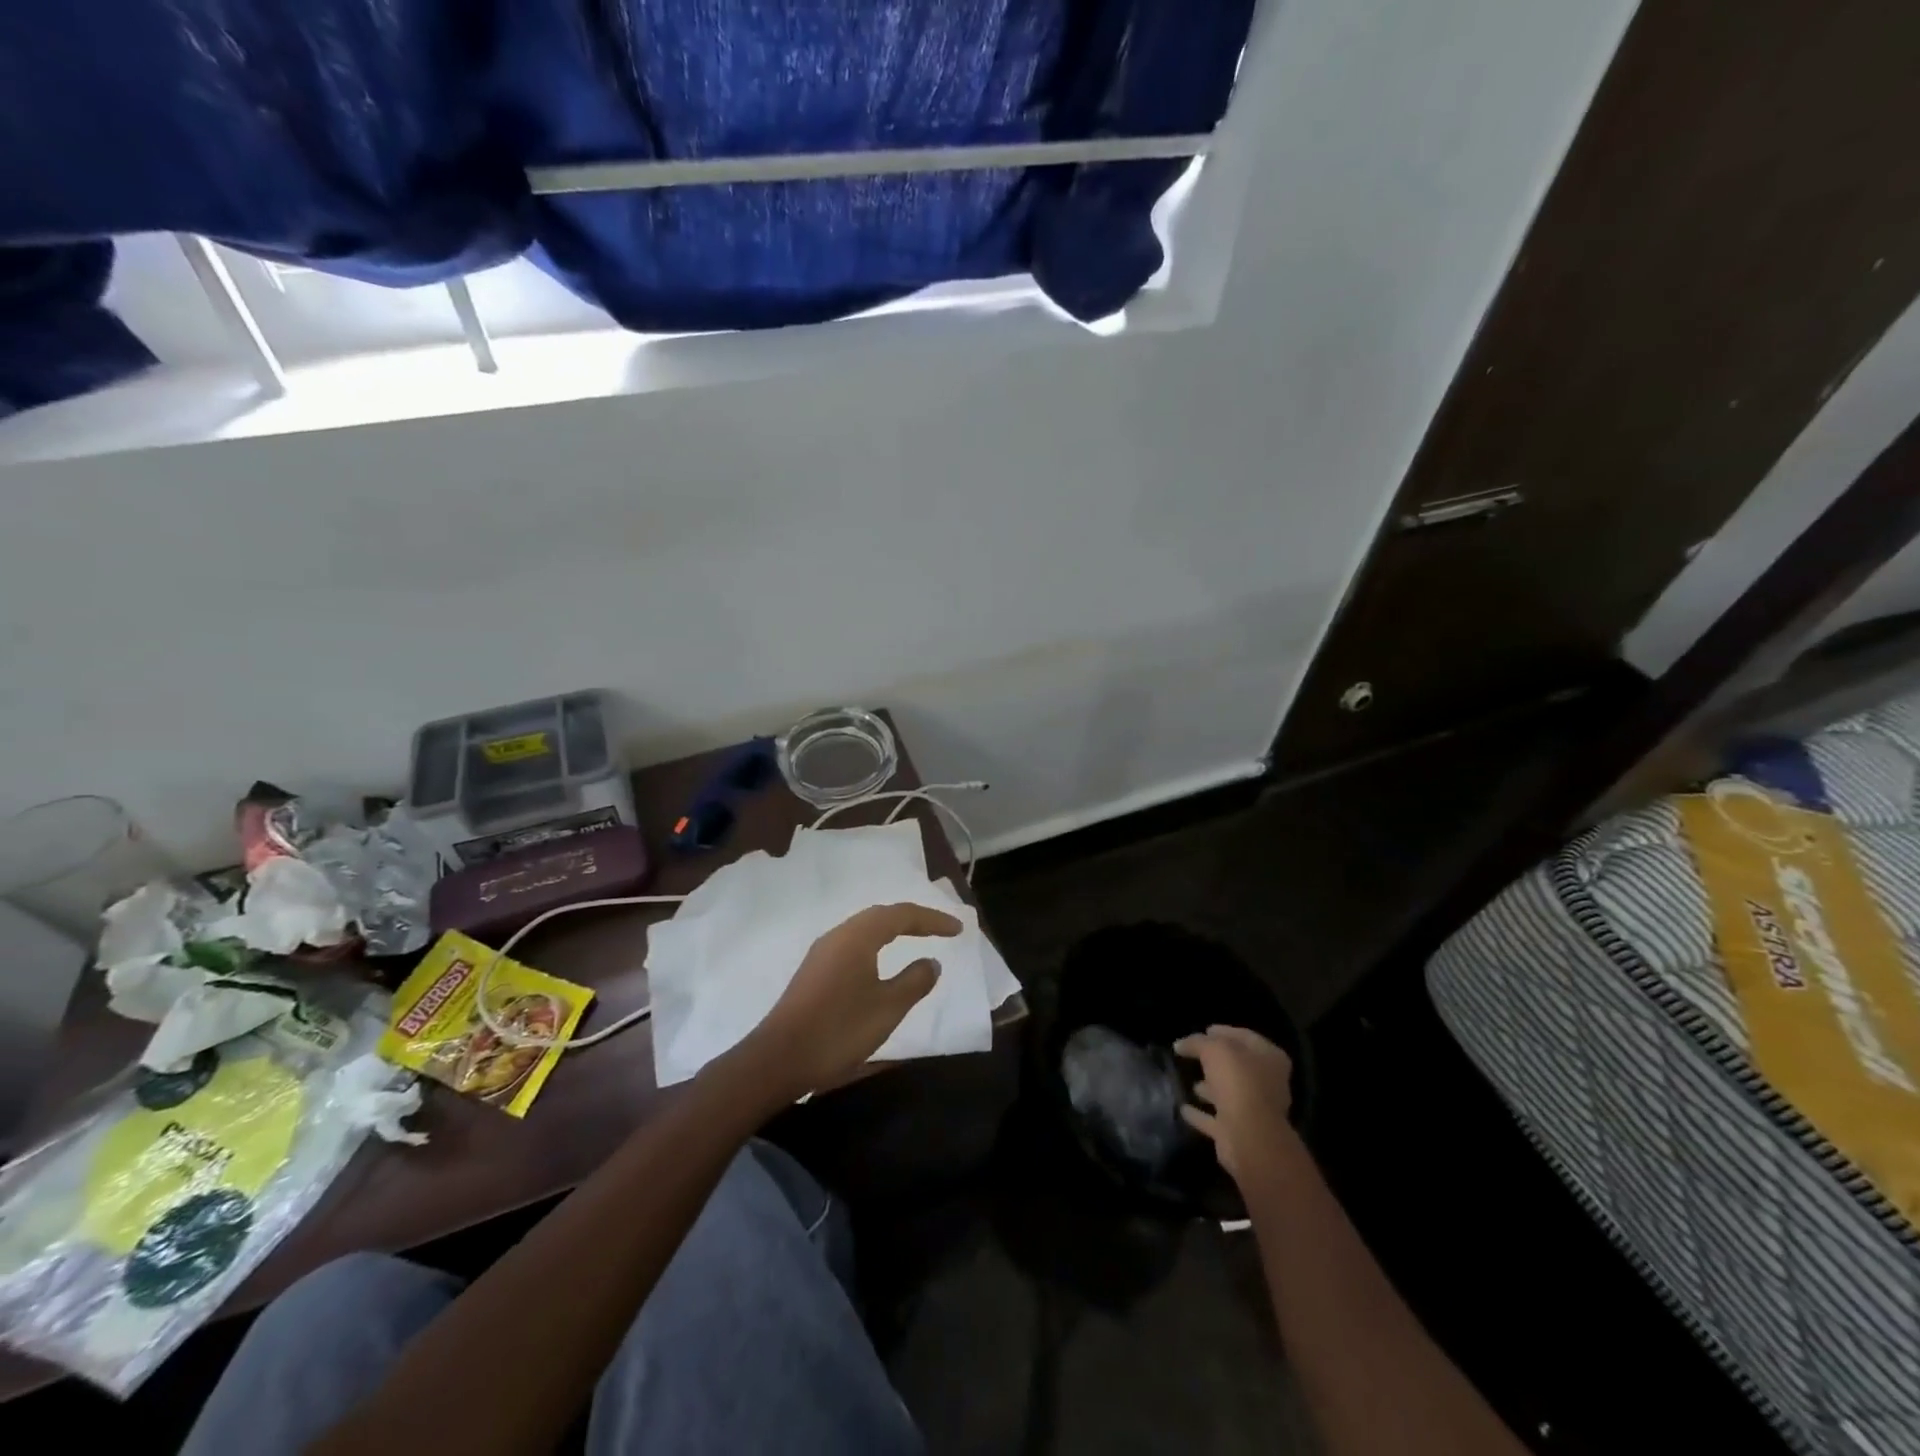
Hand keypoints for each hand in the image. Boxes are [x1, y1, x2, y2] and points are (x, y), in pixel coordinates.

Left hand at [743, 902, 961, 1099]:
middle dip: (912, 920)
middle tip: (939, 930)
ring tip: (915, 940)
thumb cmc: (839, 1029)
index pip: (902, 915)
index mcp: (857, 936)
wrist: (778, 1059)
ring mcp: (821, 953)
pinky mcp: (813, 971)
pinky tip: (880, 963)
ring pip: (864, 929)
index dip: (932, 920)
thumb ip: (914, 981)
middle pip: (880, 916)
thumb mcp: (887, 1008)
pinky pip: (852, 944)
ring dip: (892, 930)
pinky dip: (875, 945)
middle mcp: (838, 935)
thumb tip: (931, 962)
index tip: (958, 930)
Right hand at [1175, 1024, 1294, 1180]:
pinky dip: (1201, 1114)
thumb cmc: (1238, 1082)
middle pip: (1238, 1066)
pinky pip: (1215, 1118)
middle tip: (1193, 1054)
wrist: (1249, 1137)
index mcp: (1269, 1058)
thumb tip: (1180, 1044)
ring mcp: (1254, 1110)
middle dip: (1216, 1061)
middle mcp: (1267, 1083)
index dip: (1224, 1031)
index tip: (1204, 1029)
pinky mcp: (1238, 1132)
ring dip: (1211, 1088)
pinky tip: (1183, 1108)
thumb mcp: (1214, 1049)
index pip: (1245, 1037)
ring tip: (1190, 1082)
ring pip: (1228, 1093)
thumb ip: (1197, 1042)